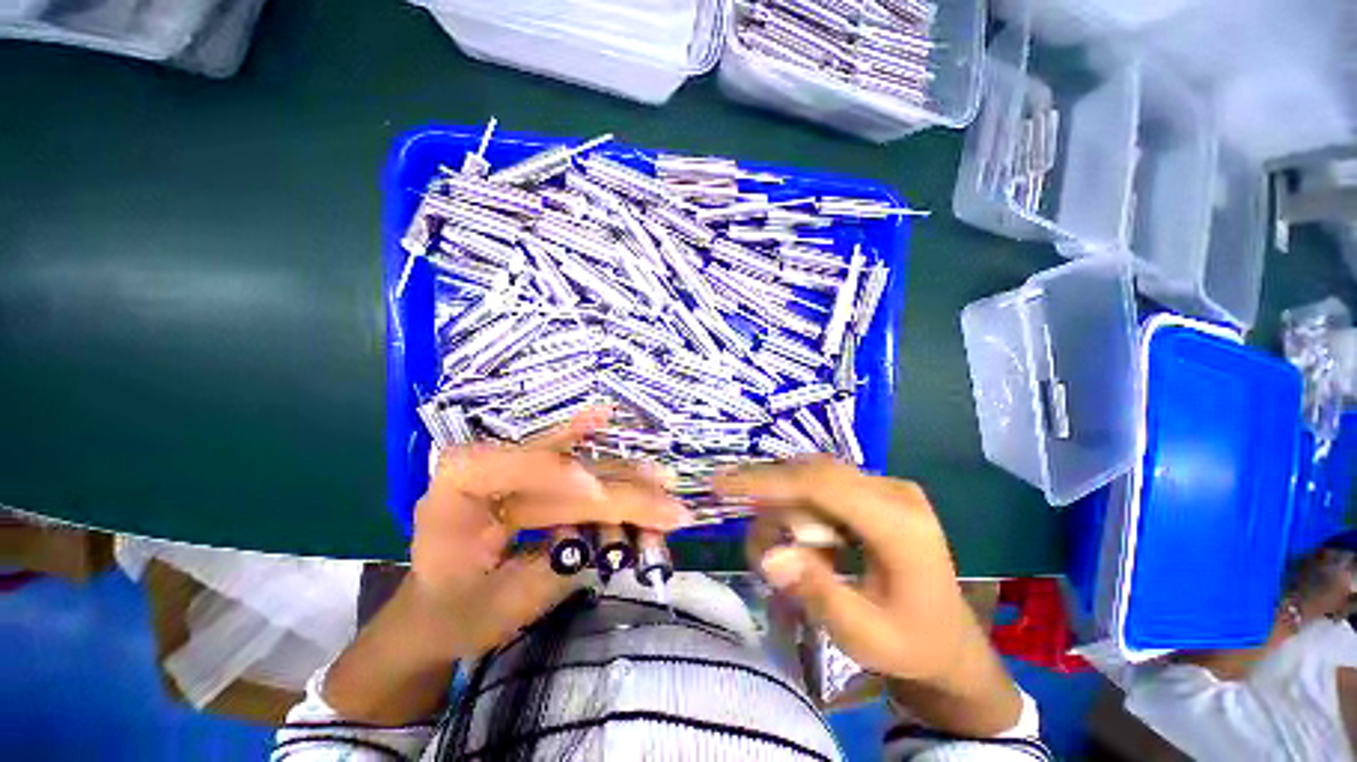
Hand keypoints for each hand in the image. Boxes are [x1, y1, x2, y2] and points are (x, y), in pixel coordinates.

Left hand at [410, 407, 688, 658]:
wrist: (435, 609)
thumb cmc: (456, 613)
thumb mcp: (500, 607)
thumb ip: (553, 568)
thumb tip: (607, 538)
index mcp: (456, 491)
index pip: (512, 467)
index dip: (560, 477)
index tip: (601, 494)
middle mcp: (484, 466)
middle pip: (563, 472)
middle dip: (616, 492)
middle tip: (665, 506)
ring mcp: (506, 467)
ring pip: (576, 466)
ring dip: (620, 476)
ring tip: (661, 483)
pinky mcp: (523, 474)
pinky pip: (559, 451)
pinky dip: (583, 434)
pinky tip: (602, 415)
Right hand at [717, 457, 1021, 735]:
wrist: (949, 641)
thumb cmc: (909, 644)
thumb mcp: (863, 636)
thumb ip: (816, 592)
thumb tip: (771, 555)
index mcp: (900, 525)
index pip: (822, 485)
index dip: (768, 481)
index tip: (724, 484)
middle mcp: (895, 492)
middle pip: (814, 474)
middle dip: (773, 497)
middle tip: (753, 531)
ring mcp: (889, 487)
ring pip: (816, 477)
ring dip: (790, 508)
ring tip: (790, 550)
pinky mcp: (879, 491)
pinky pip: (826, 486)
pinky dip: (804, 509)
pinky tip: (812, 542)